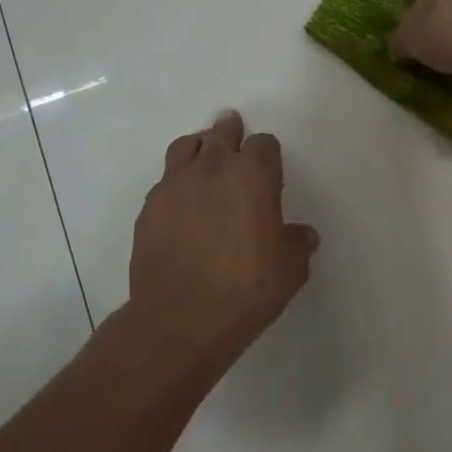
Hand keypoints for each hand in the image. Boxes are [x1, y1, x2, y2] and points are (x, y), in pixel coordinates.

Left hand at [125, 111, 319, 373]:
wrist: (181, 319)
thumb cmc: (246, 290)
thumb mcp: (290, 270)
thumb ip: (297, 245)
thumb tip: (302, 236)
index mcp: (253, 175)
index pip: (264, 144)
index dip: (268, 154)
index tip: (269, 170)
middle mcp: (213, 168)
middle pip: (222, 133)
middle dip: (231, 133)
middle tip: (234, 137)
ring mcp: (175, 184)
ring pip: (187, 146)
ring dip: (199, 148)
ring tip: (204, 160)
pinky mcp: (150, 207)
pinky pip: (165, 180)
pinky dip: (176, 182)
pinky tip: (181, 204)